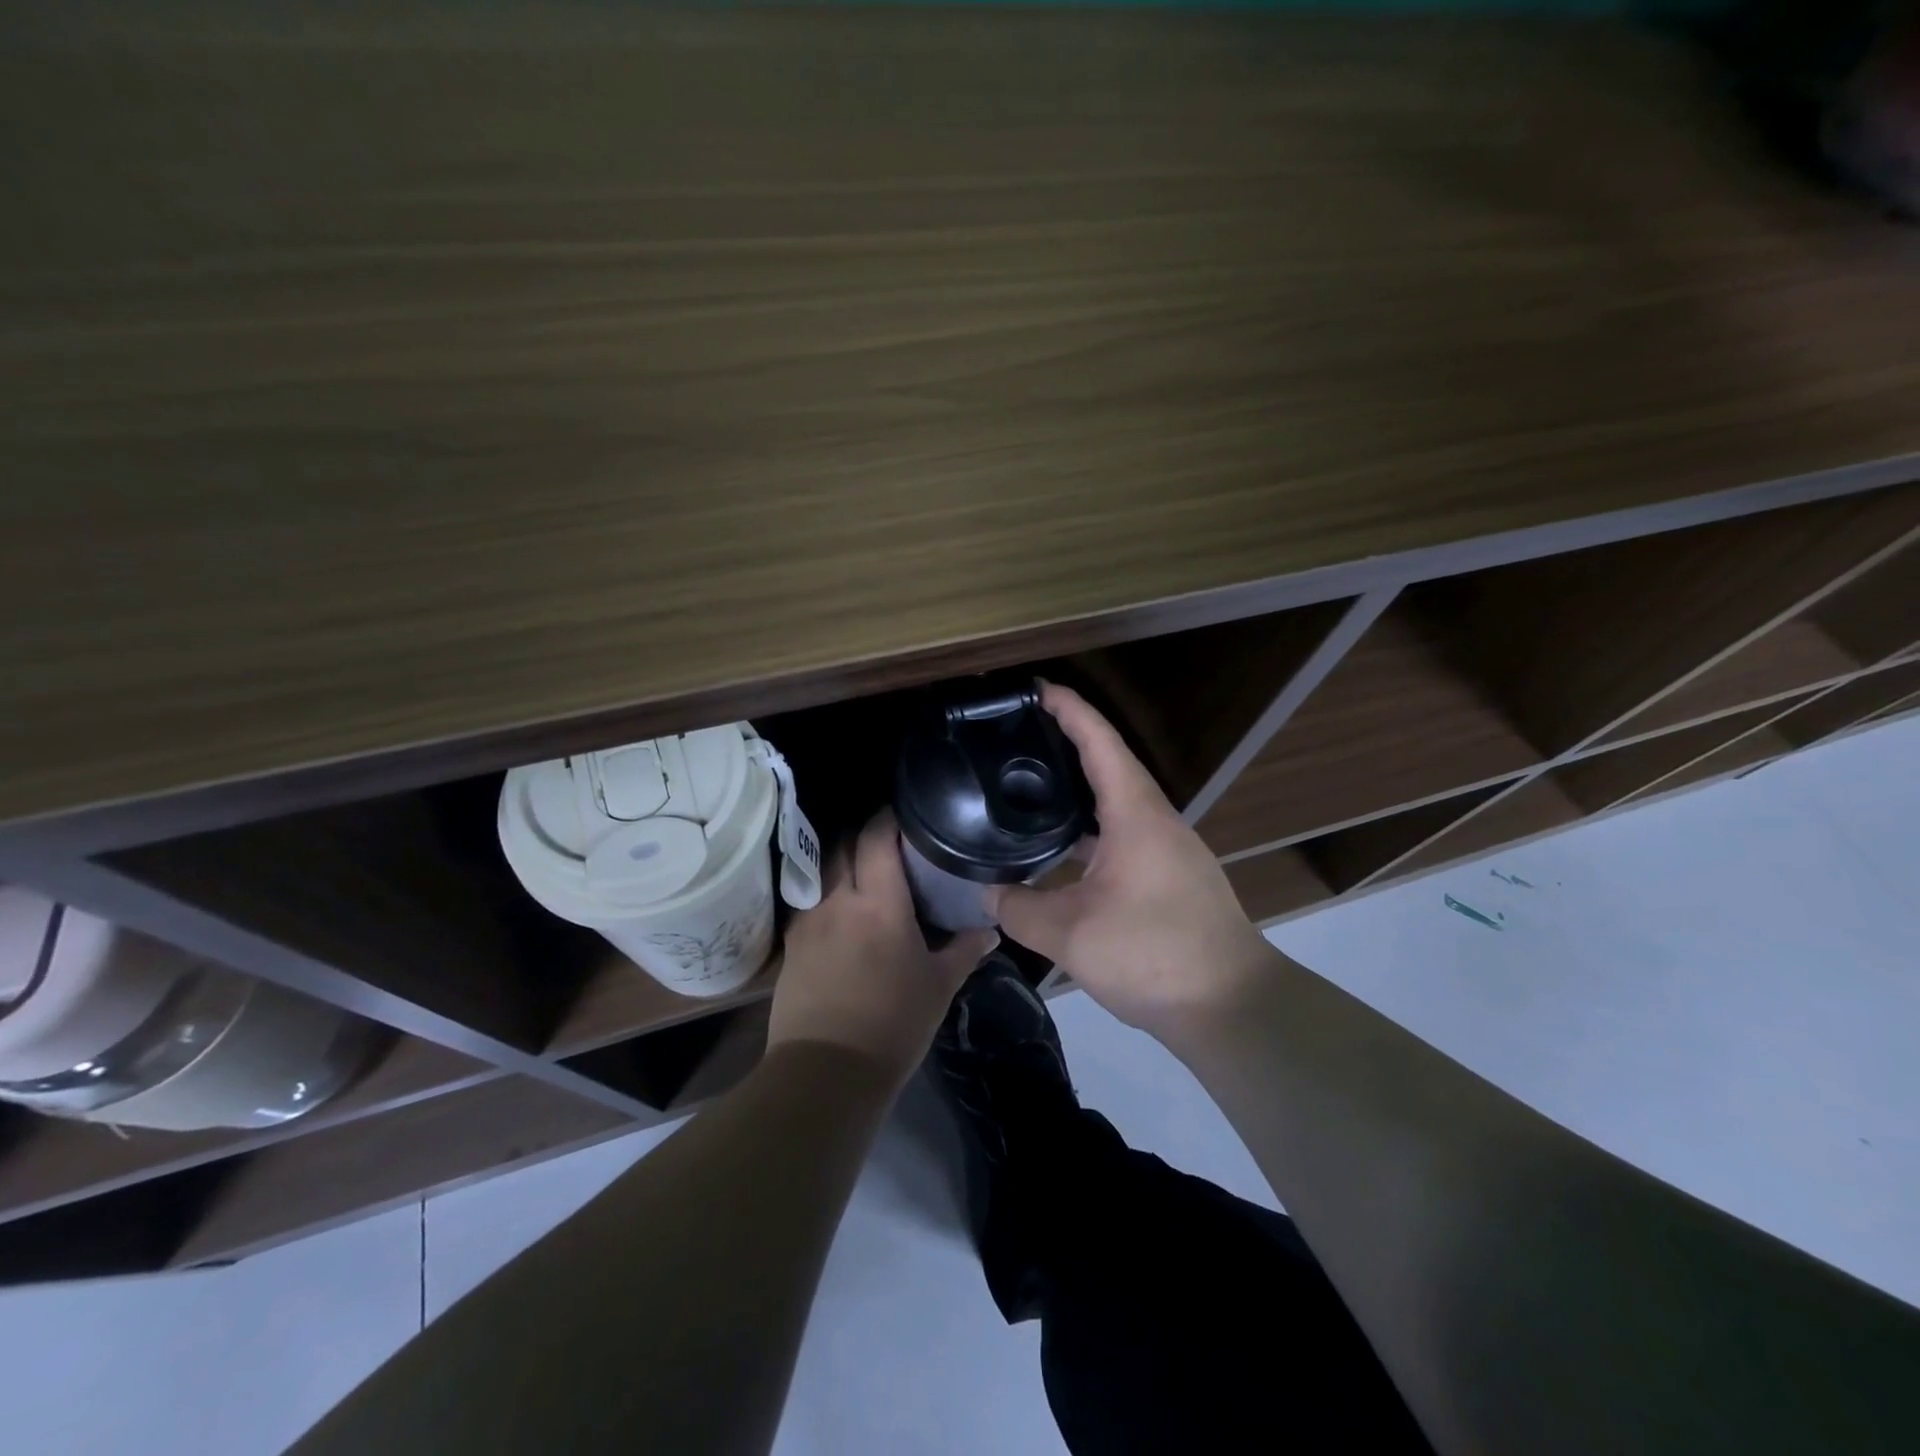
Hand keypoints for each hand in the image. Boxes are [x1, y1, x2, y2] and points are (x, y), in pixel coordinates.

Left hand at [769, 808, 999, 1090]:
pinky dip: (823, 891)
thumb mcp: (938, 987)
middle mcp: (838, 899)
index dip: (888, 817)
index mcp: (879, 903)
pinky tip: (838, 907)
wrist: (827, 1070)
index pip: (877, 837)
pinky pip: (807, 899)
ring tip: (861, 868)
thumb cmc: (893, 1024)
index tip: (904, 812)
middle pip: (842, 843)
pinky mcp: (791, 943)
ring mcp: (809, 920)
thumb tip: (991, 929)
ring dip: (840, 859)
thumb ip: (965, 950)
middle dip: (862, 833)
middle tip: (887, 840)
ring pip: (821, 869)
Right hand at [987, 683, 1275, 1044]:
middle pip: (1109, 765)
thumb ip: (1020, 909)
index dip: (1069, 709)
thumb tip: (988, 893)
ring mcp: (1167, 849)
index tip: (1035, 689)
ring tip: (1030, 789)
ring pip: (1116, 804)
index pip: (1100, 742)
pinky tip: (1060, 851)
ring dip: (1078, 791)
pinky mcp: (1170, 877)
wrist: (1230, 1006)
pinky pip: (1122, 834)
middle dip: (1067, 743)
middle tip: (1018, 738)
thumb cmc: (1153, 955)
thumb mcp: (1071, 934)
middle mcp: (1156, 820)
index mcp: (1136, 814)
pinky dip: (1089, 830)